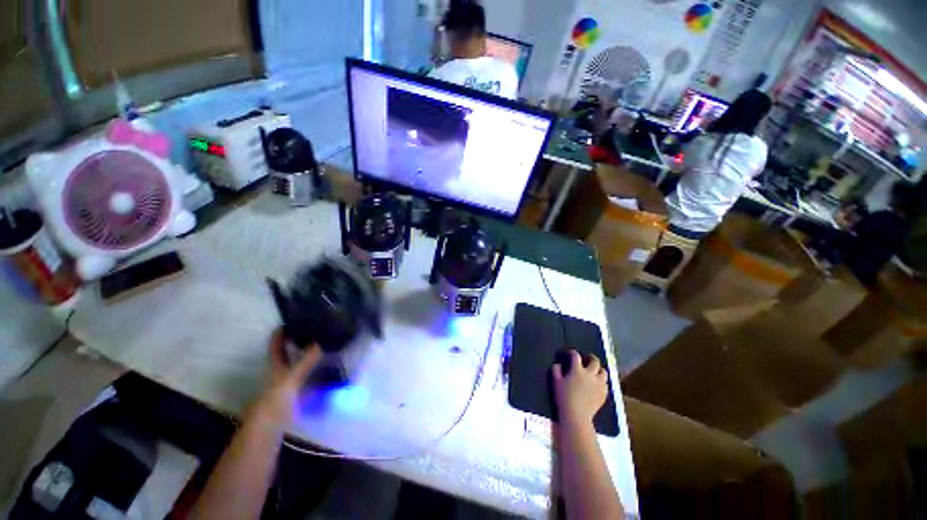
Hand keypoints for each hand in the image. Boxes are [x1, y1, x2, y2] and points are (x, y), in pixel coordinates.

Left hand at [249, 328, 321, 427]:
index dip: (282, 330)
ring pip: (299, 364)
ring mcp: (288, 382)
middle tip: (319, 330)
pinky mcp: (296, 393)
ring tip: (328, 345)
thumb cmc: (276, 400)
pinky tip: (329, 370)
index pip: (276, 342)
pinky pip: (309, 377)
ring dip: (311, 355)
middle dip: (301, 340)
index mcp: (275, 363)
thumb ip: (307, 360)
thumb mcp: (292, 377)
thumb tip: (322, 340)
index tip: (296, 317)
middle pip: (288, 351)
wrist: (269, 430)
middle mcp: (280, 370)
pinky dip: (318, 372)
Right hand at [552, 350, 608, 427]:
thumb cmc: (564, 397)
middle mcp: (590, 374)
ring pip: (604, 372)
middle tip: (587, 358)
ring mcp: (599, 384)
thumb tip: (558, 364)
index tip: (570, 353)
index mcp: (577, 370)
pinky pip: (605, 383)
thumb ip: (556, 370)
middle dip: (591, 357)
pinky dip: (601, 381)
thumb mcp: (555, 382)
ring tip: (594, 372)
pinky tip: (596, 384)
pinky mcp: (604, 393)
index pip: (576, 356)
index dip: (572, 352)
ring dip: (599, 370)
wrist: (577, 415)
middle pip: (595, 361)